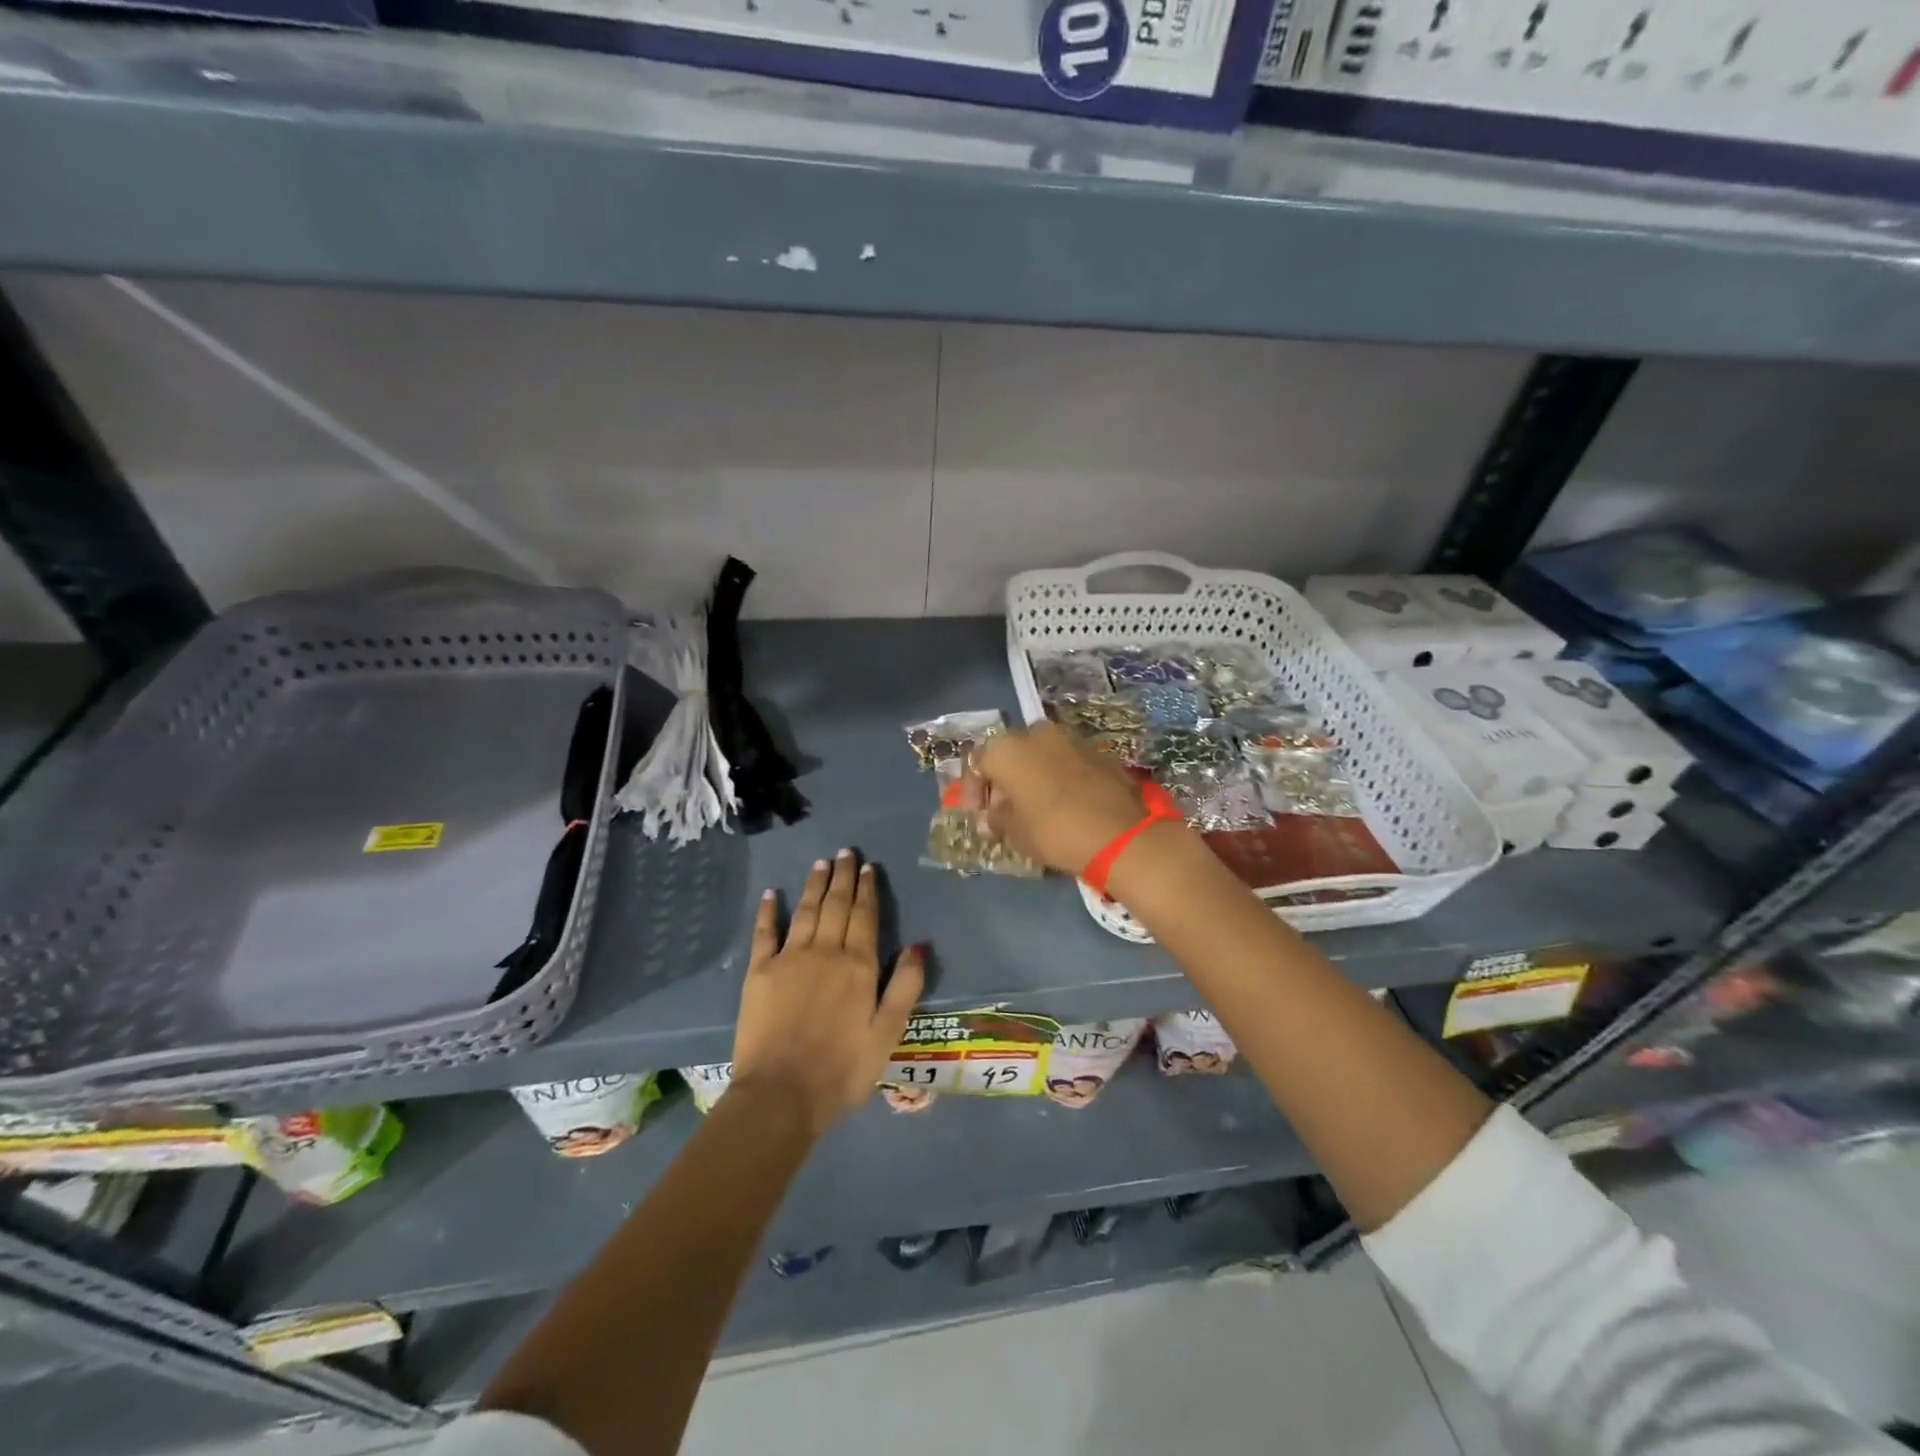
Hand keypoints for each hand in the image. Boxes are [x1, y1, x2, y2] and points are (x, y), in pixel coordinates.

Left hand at [731, 852, 924, 1136]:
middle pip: (836, 905)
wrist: (780, 1096)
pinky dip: (768, 911)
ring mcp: (789, 958)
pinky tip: (772, 894)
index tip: (867, 867)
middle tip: (845, 852)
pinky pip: (764, 933)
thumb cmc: (842, 1070)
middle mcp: (825, 952)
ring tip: (820, 863)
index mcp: (858, 966)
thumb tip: (919, 944)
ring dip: (814, 885)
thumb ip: (905, 986)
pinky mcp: (759, 972)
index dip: (867, 890)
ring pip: (805, 911)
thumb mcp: (887, 1033)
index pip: (865, 917)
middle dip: (842, 877)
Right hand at [966, 723, 1174, 875]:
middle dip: (1004, 780)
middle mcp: (1036, 733)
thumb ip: (996, 819)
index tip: (977, 815)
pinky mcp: (1098, 752)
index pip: (977, 763)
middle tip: (1004, 811)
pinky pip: (1067, 763)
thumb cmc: (1053, 830)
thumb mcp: (1014, 832)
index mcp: (1007, 748)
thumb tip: (988, 818)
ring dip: (1032, 777)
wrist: (1119, 834)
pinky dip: (1059, 778)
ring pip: (1040, 755)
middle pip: (1010, 754)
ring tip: (1034, 808)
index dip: (973, 790)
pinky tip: (1063, 803)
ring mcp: (1071, 739)